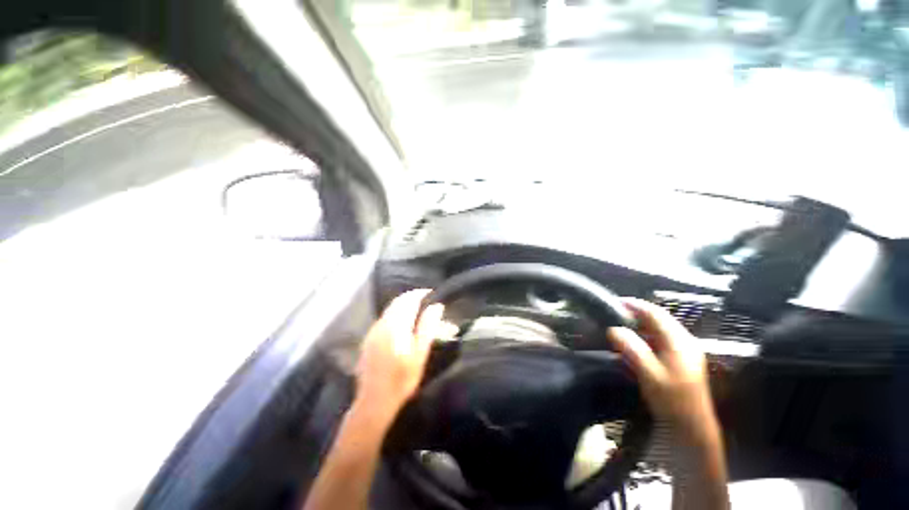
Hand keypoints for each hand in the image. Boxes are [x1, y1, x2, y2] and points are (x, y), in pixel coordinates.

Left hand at [353, 289, 444, 424]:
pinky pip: (384, 318)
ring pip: (390, 308)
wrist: (374, 402)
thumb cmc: (402, 379)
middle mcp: (382, 323)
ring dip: (404, 304)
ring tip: (418, 310)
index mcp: (395, 325)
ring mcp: (373, 330)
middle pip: (398, 301)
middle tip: (427, 301)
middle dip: (413, 297)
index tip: (433, 293)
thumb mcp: (420, 354)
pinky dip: (396, 313)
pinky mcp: (369, 338)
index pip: (409, 299)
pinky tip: (403, 323)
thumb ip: (427, 327)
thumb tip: (436, 306)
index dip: (421, 294)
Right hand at [607, 298, 716, 439]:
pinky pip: (659, 340)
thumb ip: (632, 349)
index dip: (635, 305)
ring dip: (639, 324)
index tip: (614, 302)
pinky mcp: (679, 360)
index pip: (656, 314)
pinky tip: (633, 342)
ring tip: (620, 325)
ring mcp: (683, 351)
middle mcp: (684, 341)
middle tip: (614, 313)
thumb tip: (613, 329)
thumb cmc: (672, 400)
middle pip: (658, 319)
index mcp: (679, 341)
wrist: (691, 427)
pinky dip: (644, 336)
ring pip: (658, 329)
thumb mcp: (650, 375)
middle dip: (636, 313)